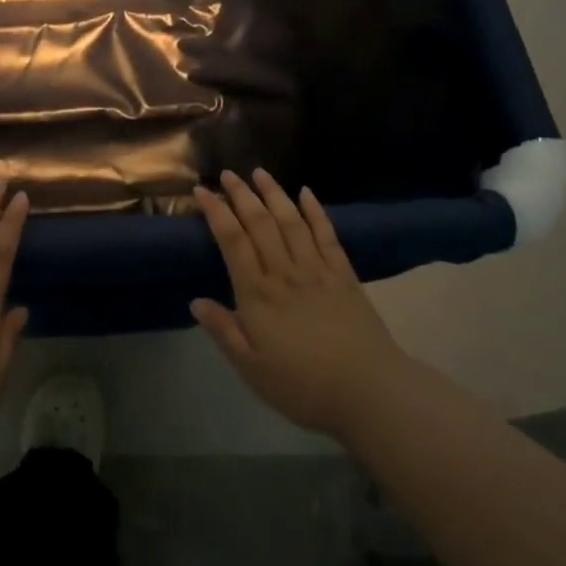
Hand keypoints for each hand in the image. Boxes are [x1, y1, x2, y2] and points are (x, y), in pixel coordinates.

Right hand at [190, 169, 406, 445]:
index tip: (202, 191)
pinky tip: (307, 193)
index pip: (232, 241)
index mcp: (257, 294)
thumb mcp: (252, 368)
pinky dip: (315, 212)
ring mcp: (317, 270)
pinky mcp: (344, 275)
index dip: (215, 212)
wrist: (369, 392)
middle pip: (259, 223)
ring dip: (274, 194)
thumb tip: (195, 301)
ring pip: (291, 221)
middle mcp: (284, 272)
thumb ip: (223, 331)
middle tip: (228, 173)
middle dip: (241, 194)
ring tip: (260, 172)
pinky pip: (327, 235)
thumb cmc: (303, 386)